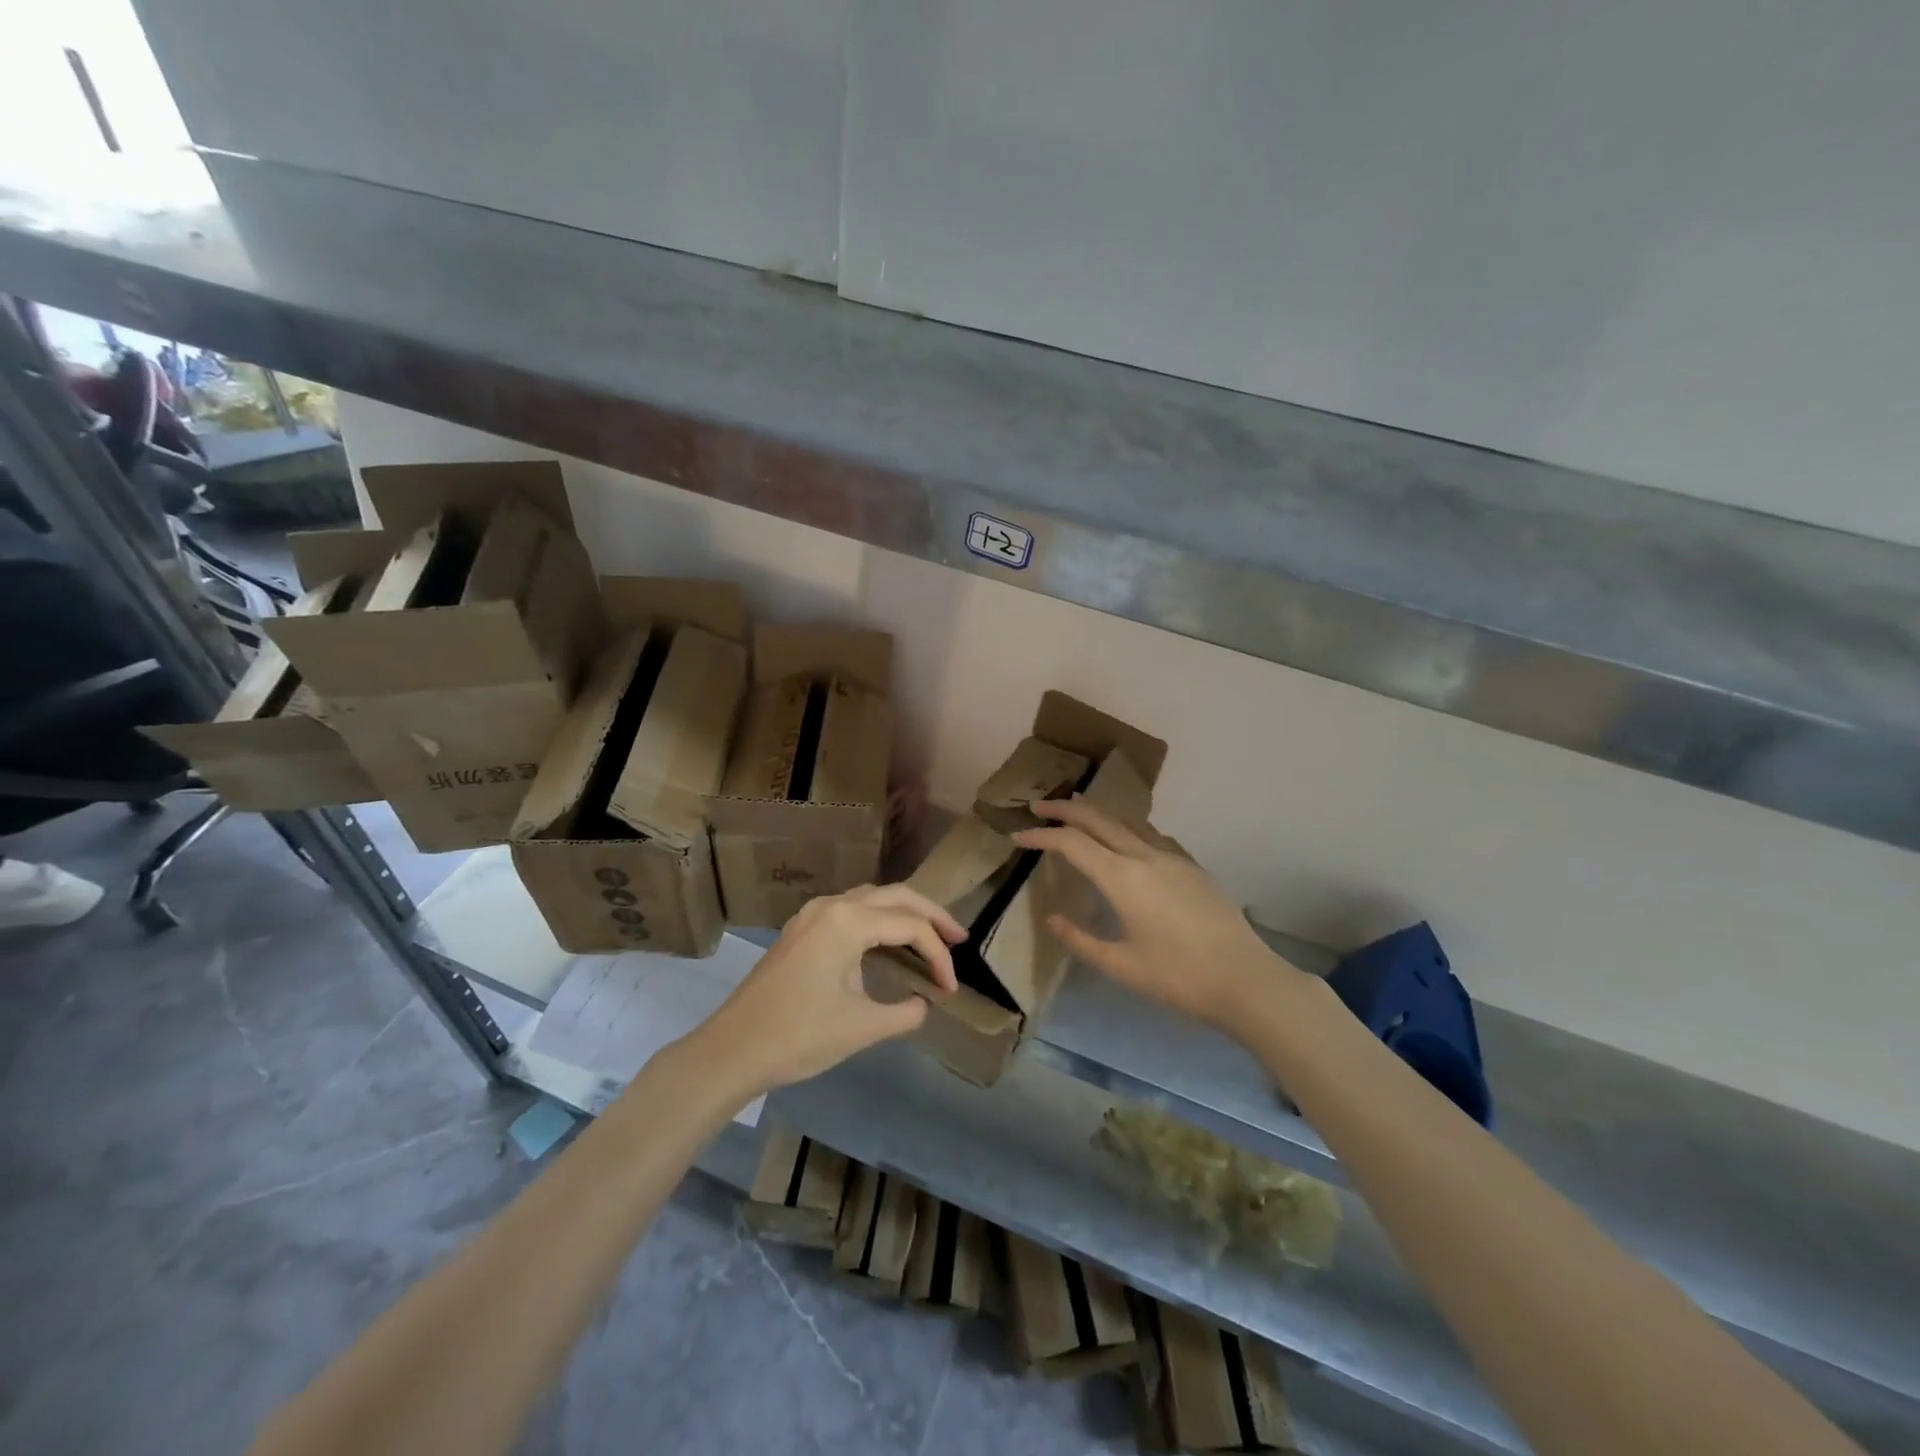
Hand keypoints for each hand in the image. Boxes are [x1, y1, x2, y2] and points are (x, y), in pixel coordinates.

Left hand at [698, 885, 964, 1094]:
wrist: (731, 1050)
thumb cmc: (797, 1037)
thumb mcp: (861, 1027)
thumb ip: (904, 1012)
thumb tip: (924, 1004)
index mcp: (847, 921)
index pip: (909, 926)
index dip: (938, 956)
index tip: (951, 989)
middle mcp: (831, 905)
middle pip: (895, 895)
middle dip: (930, 915)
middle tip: (959, 938)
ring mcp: (812, 915)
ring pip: (871, 899)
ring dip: (904, 914)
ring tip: (932, 937)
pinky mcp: (802, 930)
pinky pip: (851, 912)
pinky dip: (879, 921)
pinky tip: (889, 943)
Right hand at [1013, 800, 1304, 1031]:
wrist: (1247, 980)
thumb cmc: (1179, 978)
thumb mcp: (1121, 966)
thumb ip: (1081, 940)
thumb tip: (1053, 918)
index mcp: (1123, 879)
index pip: (1072, 844)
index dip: (1042, 836)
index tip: (1017, 836)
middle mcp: (1146, 857)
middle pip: (1098, 819)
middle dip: (1065, 810)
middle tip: (1039, 807)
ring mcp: (1173, 858)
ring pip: (1127, 821)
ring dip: (1097, 813)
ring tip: (1077, 812)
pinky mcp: (1192, 866)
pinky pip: (1152, 834)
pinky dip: (1127, 827)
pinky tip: (1126, 839)